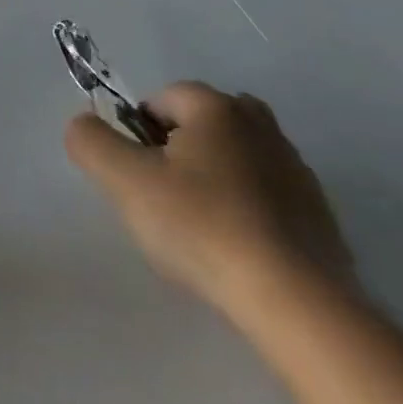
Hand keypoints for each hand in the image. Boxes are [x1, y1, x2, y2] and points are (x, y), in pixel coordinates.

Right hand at [65, 83, 352, 320]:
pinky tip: (239, 253)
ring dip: (214, 181)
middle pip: (200, 125)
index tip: (138, 178)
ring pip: (234, 159)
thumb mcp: (127, 182)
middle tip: (166, 201)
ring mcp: (295, 167)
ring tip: (202, 233)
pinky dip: (248, 212)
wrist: (298, 303)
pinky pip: (267, 197)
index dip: (139, 135)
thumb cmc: (203, 228)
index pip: (160, 100)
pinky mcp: (319, 213)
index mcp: (215, 106)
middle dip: (178, 152)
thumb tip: (82, 124)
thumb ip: (92, 142)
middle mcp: (258, 123)